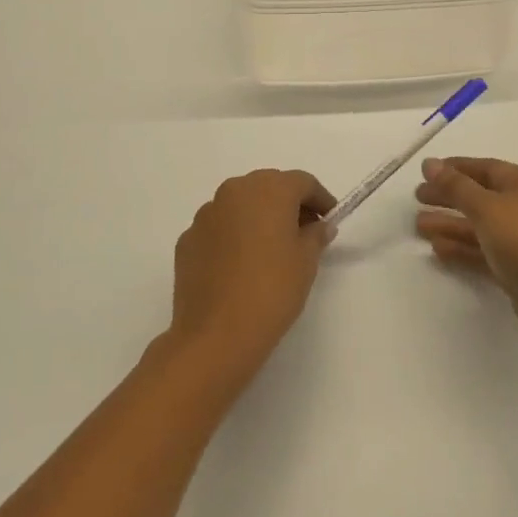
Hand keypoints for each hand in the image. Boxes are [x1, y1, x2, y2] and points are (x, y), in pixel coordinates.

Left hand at [168, 169, 336, 381]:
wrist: (216, 334)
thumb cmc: (272, 290)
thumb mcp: (306, 262)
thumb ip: (315, 235)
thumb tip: (319, 226)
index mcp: (268, 189)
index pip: (302, 182)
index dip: (320, 199)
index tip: (330, 220)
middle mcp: (234, 191)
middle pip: (269, 187)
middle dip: (288, 205)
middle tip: (304, 233)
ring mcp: (206, 214)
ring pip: (240, 205)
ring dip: (258, 218)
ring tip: (270, 250)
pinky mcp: (188, 239)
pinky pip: (218, 228)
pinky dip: (233, 237)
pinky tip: (240, 265)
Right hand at [415, 157, 517, 358]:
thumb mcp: (488, 208)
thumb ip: (456, 187)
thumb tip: (429, 163)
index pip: (485, 168)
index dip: (454, 169)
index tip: (424, 172)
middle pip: (480, 197)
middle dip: (449, 197)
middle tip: (416, 199)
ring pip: (480, 228)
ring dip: (451, 225)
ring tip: (419, 226)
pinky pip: (483, 254)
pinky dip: (462, 250)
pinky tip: (438, 250)